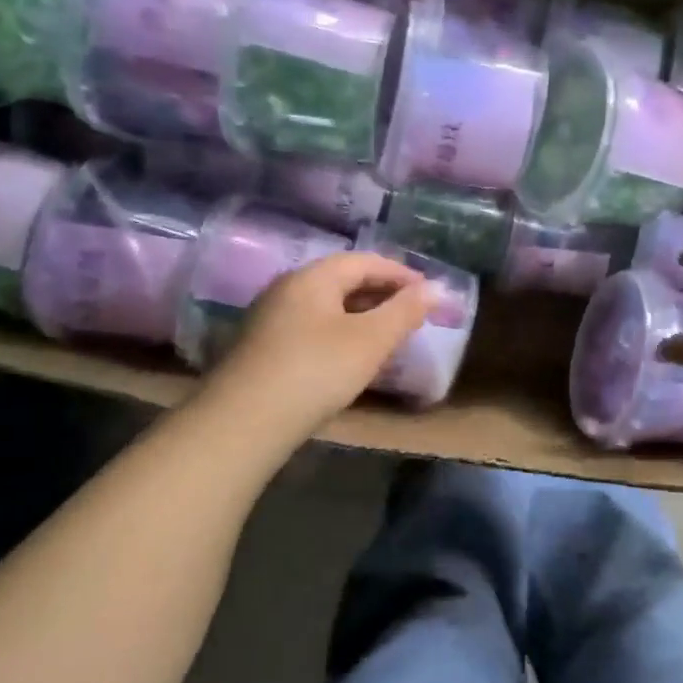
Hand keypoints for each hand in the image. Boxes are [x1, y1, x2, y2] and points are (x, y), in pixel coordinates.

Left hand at [205, 252, 431, 435]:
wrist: (245, 422)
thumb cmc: (317, 370)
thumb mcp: (371, 340)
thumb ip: (405, 311)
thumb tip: (437, 288)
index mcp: (313, 277)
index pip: (364, 261)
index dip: (400, 274)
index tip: (429, 293)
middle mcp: (287, 288)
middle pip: (343, 280)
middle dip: (382, 293)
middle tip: (412, 313)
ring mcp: (271, 318)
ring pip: (327, 305)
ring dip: (361, 314)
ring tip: (388, 335)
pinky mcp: (263, 348)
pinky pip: (312, 327)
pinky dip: (341, 332)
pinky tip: (352, 356)